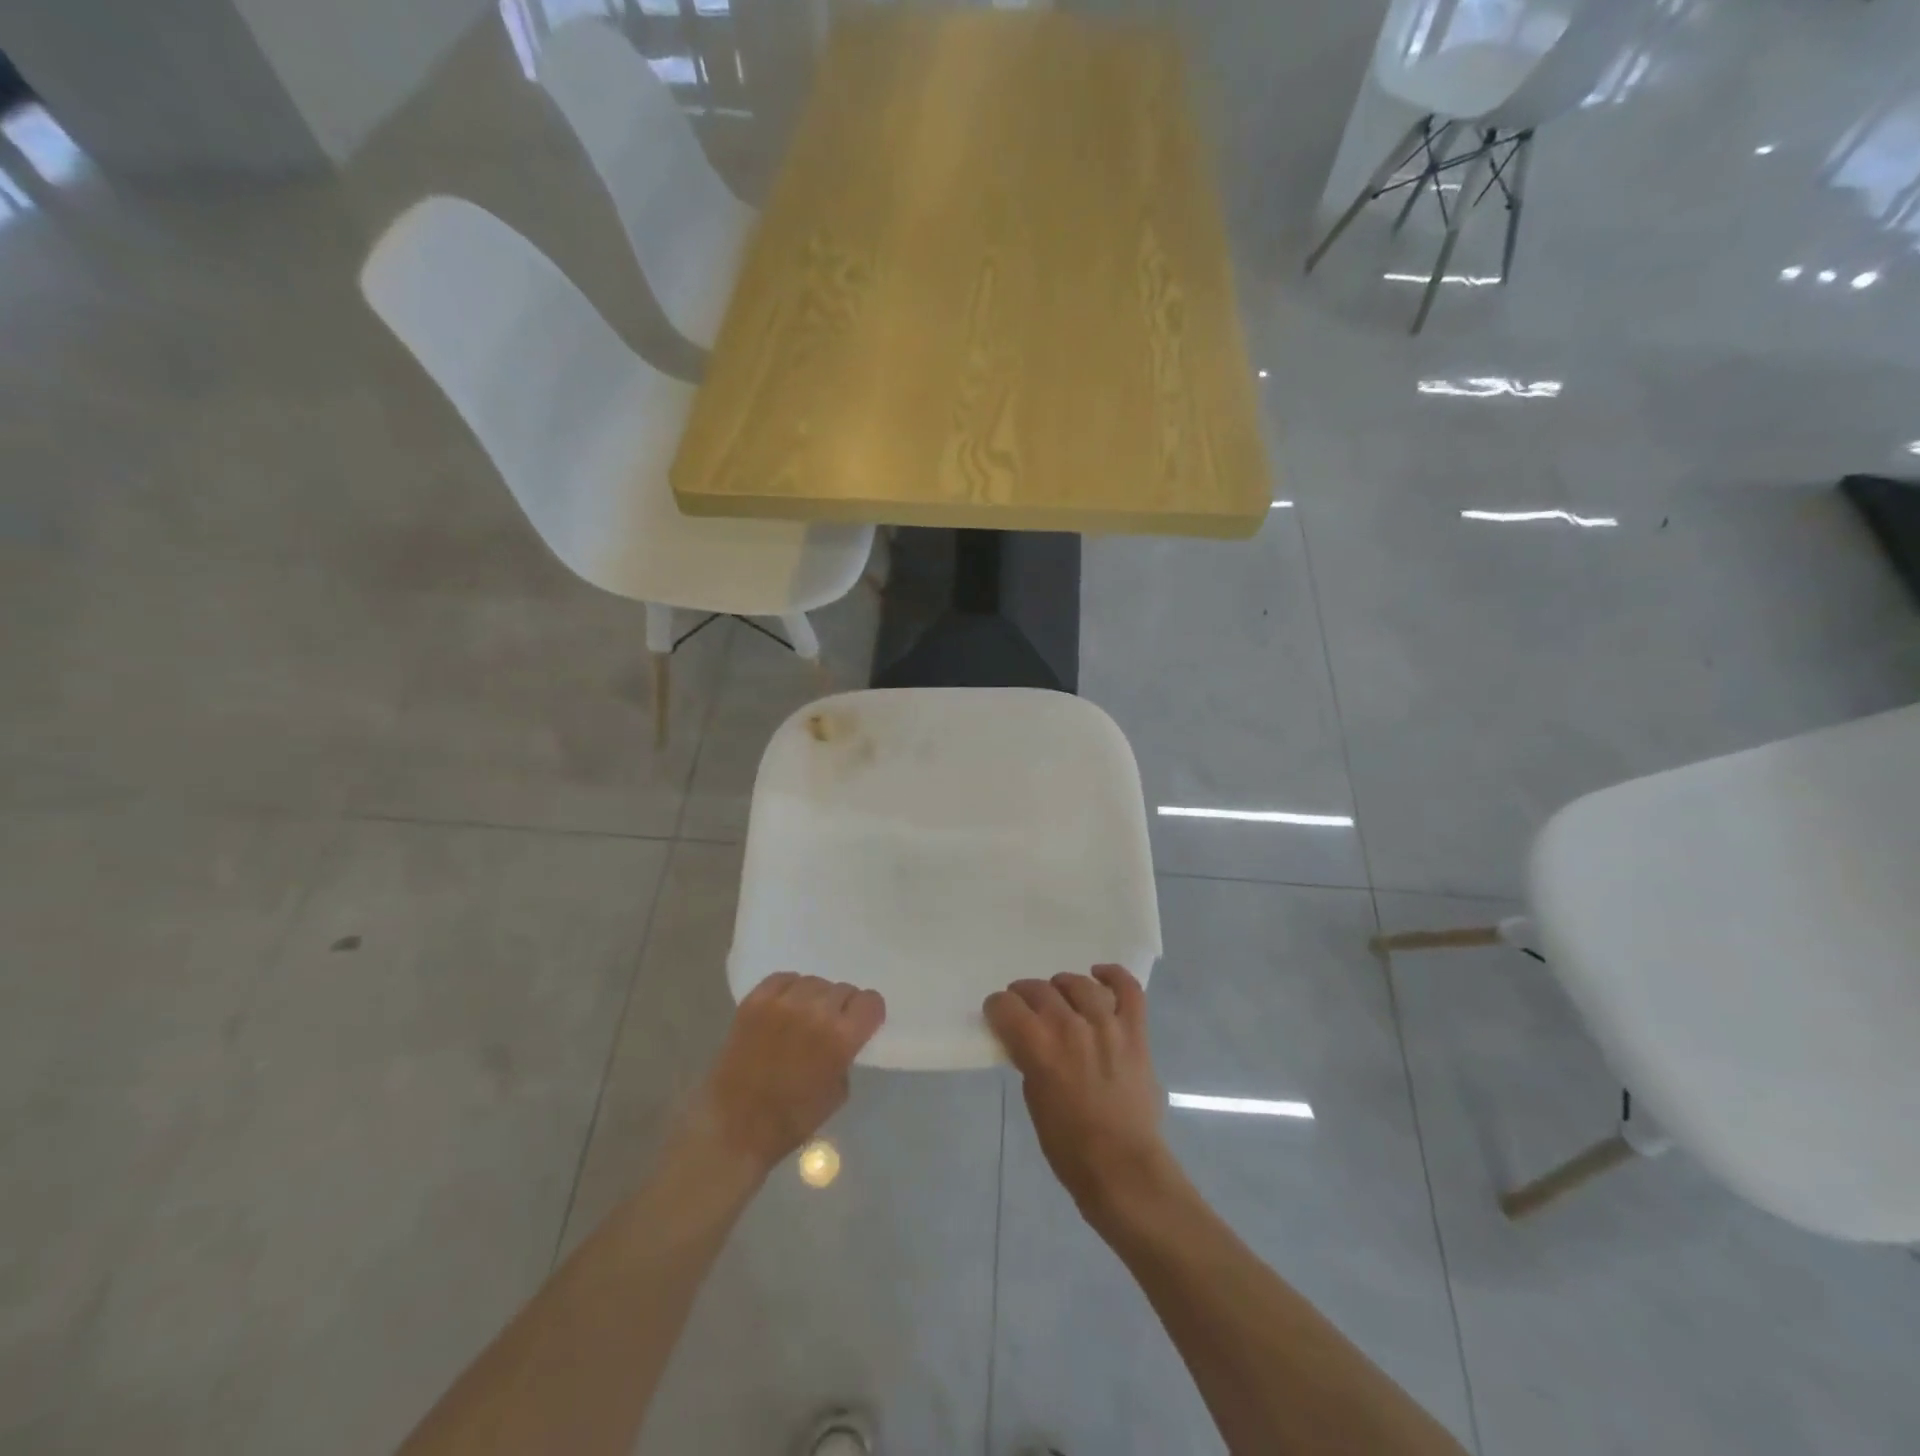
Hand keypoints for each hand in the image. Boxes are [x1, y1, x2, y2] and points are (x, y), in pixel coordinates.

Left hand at [689, 973, 885, 1175]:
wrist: (733, 1126)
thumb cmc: (792, 1119)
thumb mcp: (838, 1092)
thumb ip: (846, 1055)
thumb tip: (843, 1037)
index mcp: (841, 1037)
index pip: (871, 1001)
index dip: (868, 1013)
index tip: (862, 1024)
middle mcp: (815, 1011)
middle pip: (843, 990)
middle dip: (842, 1007)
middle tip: (829, 1025)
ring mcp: (783, 1002)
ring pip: (814, 982)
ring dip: (815, 998)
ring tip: (804, 1016)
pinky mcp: (755, 1000)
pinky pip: (783, 978)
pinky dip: (789, 989)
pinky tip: (785, 1007)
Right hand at [984, 966, 1174, 1217]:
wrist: (1123, 1167)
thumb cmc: (1069, 1145)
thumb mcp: (1034, 1099)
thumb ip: (1030, 1059)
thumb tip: (1030, 1040)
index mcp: (1039, 1046)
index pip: (1005, 1006)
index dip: (997, 1008)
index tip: (998, 1015)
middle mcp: (1070, 1026)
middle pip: (1039, 989)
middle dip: (1024, 995)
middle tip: (1024, 1007)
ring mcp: (1107, 1024)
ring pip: (1078, 984)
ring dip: (1062, 986)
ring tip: (1059, 995)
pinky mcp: (1135, 1031)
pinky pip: (1128, 990)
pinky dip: (1113, 976)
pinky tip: (1099, 975)